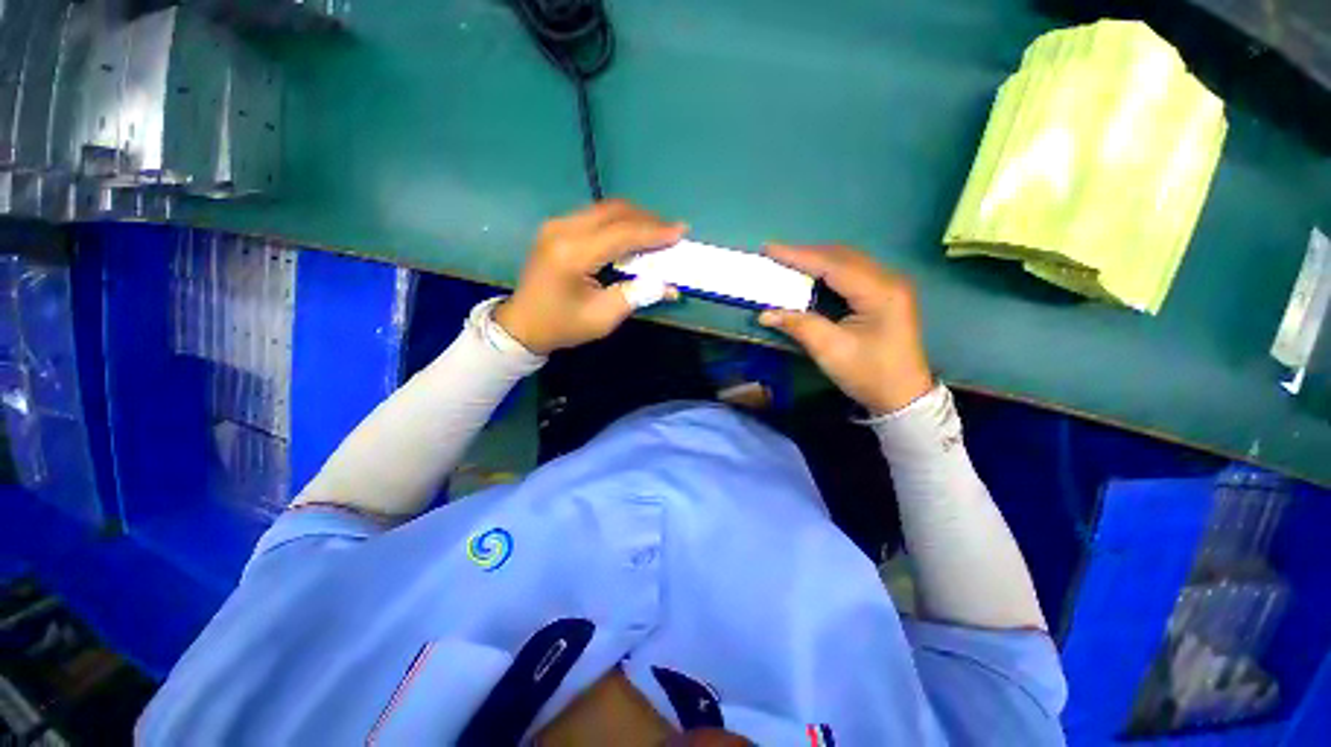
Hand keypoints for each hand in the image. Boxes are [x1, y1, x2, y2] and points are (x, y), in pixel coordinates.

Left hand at [495, 201, 687, 353]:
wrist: (522, 324)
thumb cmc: (563, 326)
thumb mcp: (603, 318)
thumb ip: (637, 296)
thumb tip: (670, 285)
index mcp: (573, 255)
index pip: (622, 234)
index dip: (654, 232)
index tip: (682, 232)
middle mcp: (563, 230)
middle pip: (615, 211)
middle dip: (648, 219)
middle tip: (672, 232)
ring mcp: (557, 224)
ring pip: (605, 209)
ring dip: (635, 218)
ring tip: (657, 234)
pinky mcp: (557, 227)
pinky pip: (595, 216)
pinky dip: (619, 222)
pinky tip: (632, 235)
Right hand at [758, 246, 932, 415]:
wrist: (903, 397)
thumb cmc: (869, 374)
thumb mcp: (831, 351)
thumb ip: (799, 326)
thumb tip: (765, 313)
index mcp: (880, 292)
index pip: (833, 264)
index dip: (798, 256)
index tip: (769, 249)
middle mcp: (888, 280)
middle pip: (842, 256)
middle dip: (806, 254)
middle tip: (774, 254)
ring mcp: (889, 286)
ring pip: (848, 262)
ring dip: (817, 260)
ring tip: (788, 261)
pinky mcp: (885, 295)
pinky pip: (852, 273)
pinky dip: (827, 270)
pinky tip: (811, 275)